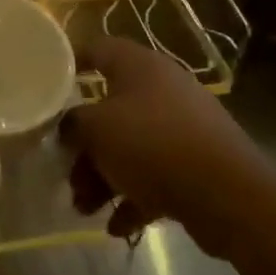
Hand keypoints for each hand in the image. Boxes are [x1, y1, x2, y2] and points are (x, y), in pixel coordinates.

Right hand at [63, 36, 254, 253]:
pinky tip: (116, 226)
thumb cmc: (152, 145)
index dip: (70, 62)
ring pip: (131, 146)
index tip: (47, 82)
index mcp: (138, 66)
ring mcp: (183, 126)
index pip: (97, 48)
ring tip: (85, 209)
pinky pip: (155, 174)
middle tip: (66, 171)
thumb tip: (68, 126)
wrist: (228, 195)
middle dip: (85, 145)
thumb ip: (73, 123)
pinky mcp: (198, 163)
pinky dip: (134, 196)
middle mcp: (162, 88)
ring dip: (104, 176)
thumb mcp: (97, 129)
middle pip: (110, 108)